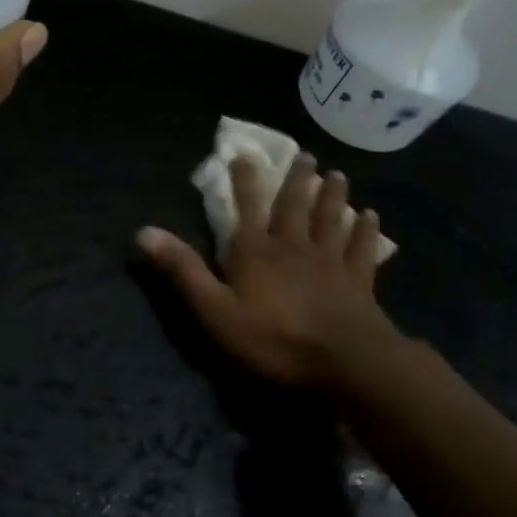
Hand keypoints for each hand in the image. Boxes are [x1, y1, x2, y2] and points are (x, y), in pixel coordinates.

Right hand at [137, 156, 403, 392]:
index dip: (244, 181)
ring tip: (337, 174)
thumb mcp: (214, 310)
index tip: (245, 154)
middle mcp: (293, 247)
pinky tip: (372, 217)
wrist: (345, 362)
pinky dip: (367, 231)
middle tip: (305, 155)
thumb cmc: (273, 338)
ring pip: (330, 220)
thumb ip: (183, 271)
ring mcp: (330, 262)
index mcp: (256, 252)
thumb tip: (144, 231)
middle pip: (295, 206)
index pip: (247, 208)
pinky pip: (362, 249)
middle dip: (296, 180)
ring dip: (332, 196)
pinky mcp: (359, 282)